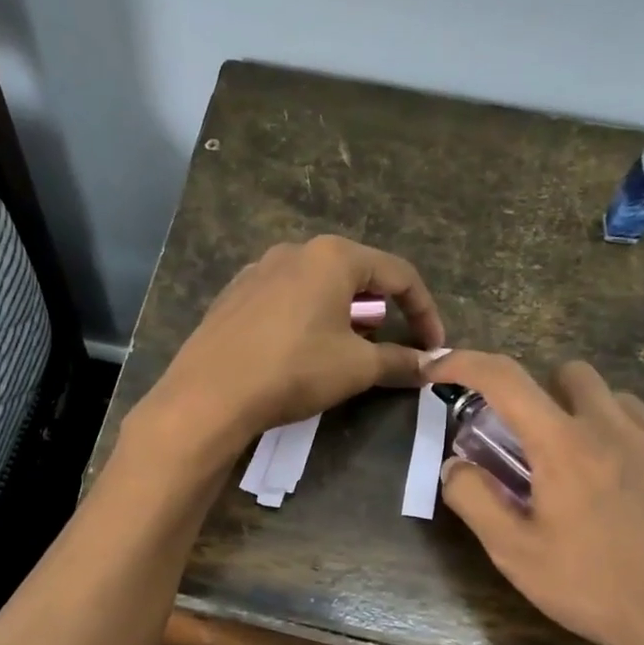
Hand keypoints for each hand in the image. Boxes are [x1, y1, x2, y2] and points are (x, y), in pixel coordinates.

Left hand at [132, 235, 444, 461]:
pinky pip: (284, 300)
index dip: (423, 311)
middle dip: (379, 313)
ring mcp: (257, 270)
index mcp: (332, 256)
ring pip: (316, 287)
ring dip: (341, 316)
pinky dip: (305, 319)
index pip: (398, 274)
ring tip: (343, 352)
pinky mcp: (233, 295)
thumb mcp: (357, 368)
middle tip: (385, 349)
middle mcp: (294, 251)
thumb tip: (432, 365)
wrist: (210, 393)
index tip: (431, 347)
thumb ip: (400, 361)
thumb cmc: (294, 370)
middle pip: (355, 276)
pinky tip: (299, 351)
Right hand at [429, 351, 643, 644]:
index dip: (465, 362)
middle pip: (570, 373)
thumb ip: (475, 500)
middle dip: (539, 392)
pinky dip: (624, 446)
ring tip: (579, 471)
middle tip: (529, 444)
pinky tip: (627, 501)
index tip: (441, 369)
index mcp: (564, 444)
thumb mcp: (516, 554)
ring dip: (585, 416)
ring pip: (616, 401)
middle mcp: (616, 428)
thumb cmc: (597, 589)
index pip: (505, 378)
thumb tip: (454, 464)